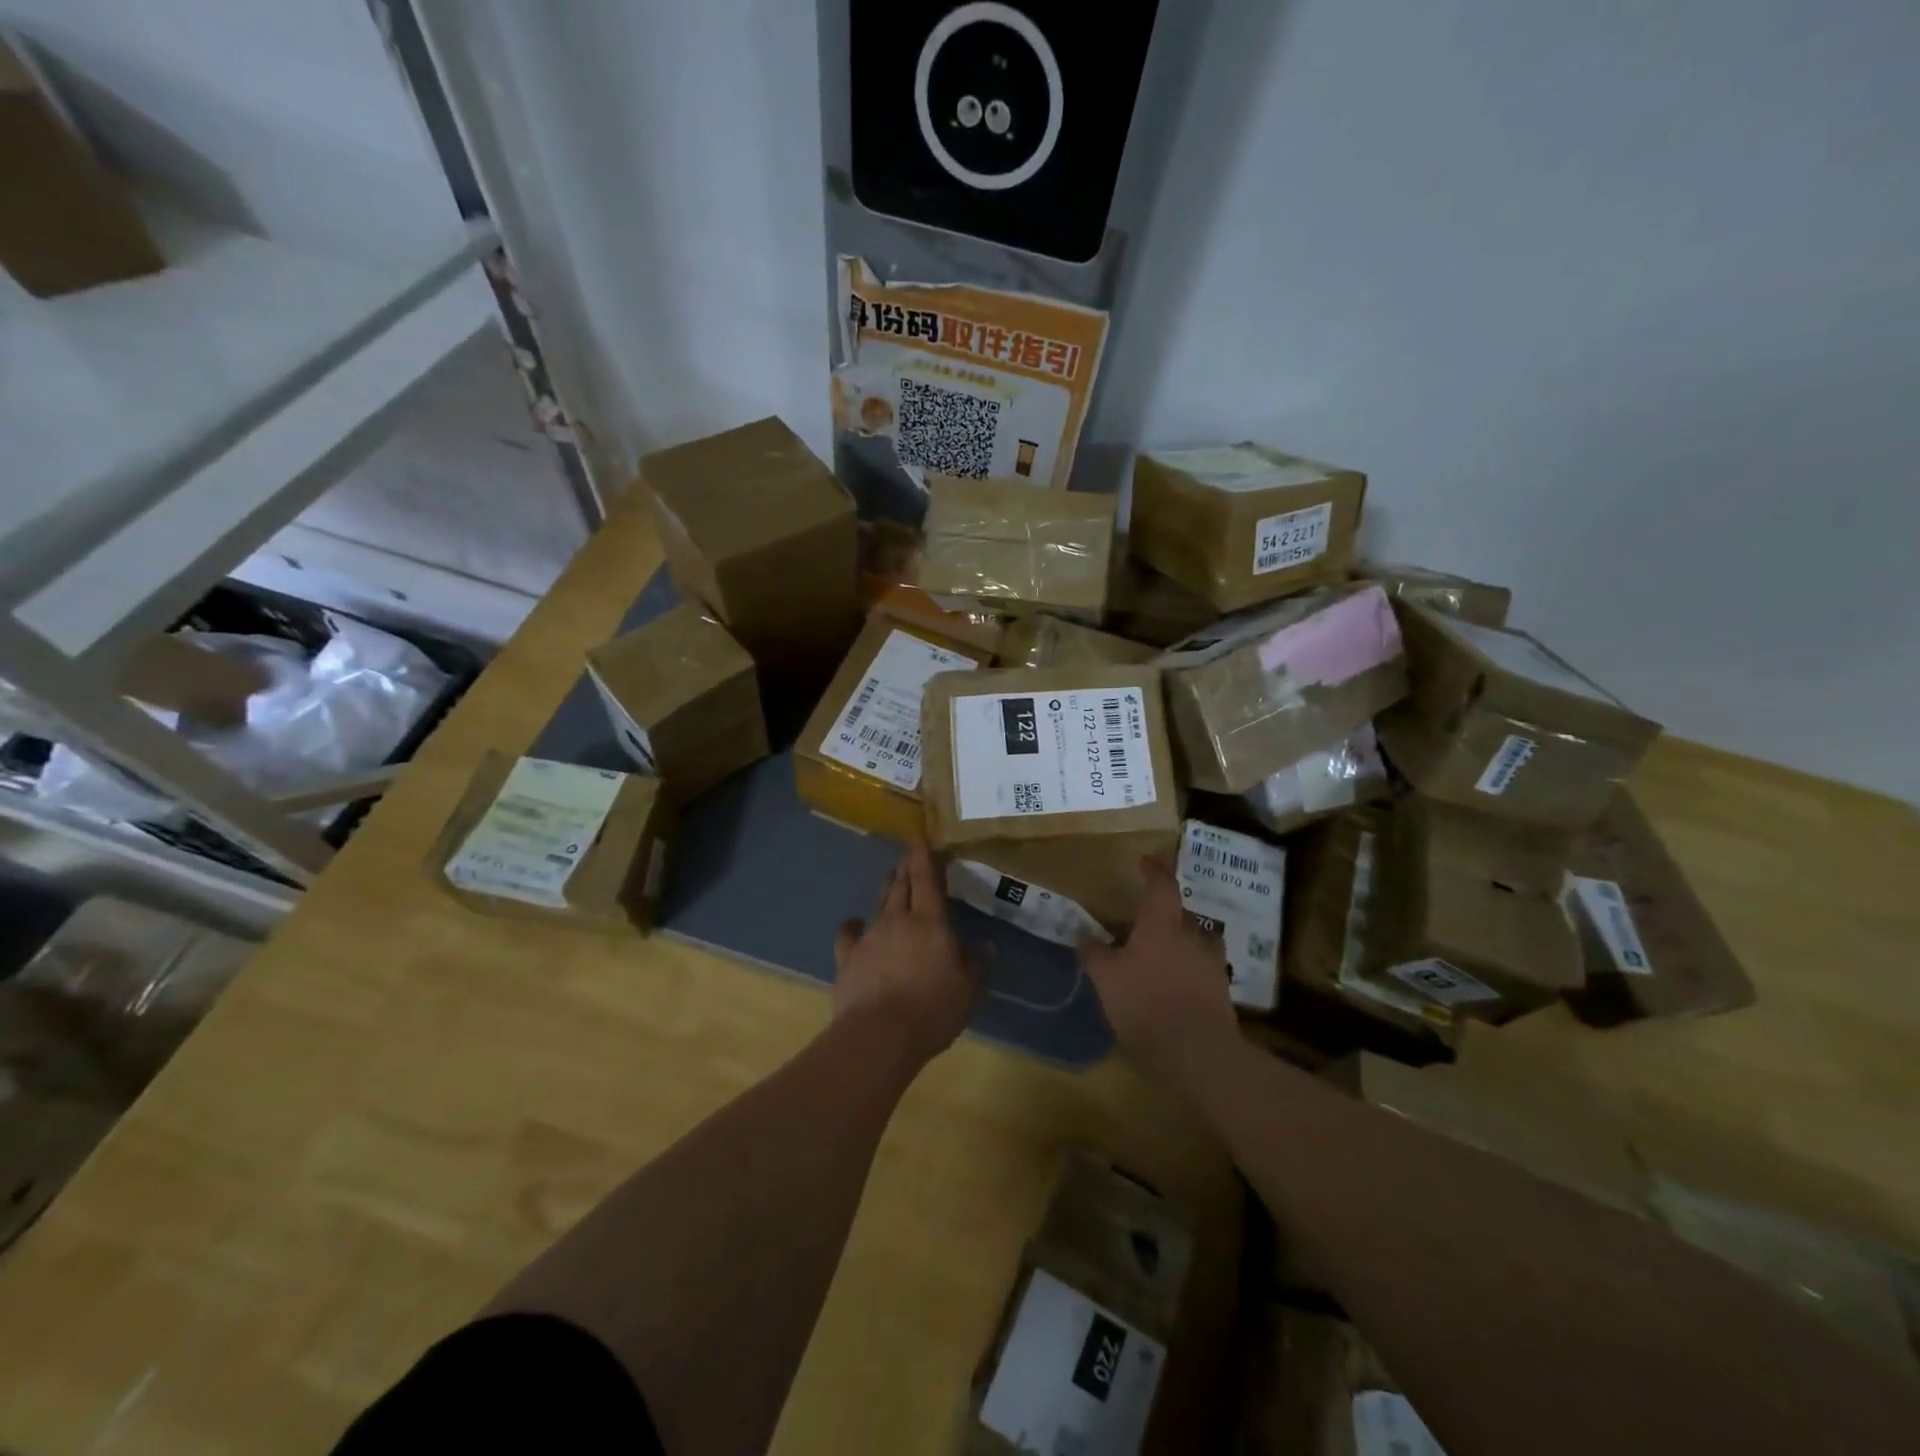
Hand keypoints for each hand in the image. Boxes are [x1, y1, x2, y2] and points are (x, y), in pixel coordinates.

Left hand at [832, 840, 979, 1066]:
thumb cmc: (932, 1009)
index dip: (922, 854)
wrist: (879, 1035)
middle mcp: (898, 919)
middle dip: (905, 866)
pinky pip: (849, 933)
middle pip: (901, 884)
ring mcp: (870, 936)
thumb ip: (978, 964)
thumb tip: (986, 945)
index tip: (918, 834)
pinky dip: (853, 925)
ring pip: (879, 903)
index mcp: (930, 921)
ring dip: (886, 889)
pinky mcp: (847, 957)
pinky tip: (854, 924)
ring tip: (891, 880)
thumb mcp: (969, 990)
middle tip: (907, 854)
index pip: (926, 878)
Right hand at [1081, 856, 1239, 1087]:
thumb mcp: (1106, 979)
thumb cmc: (1145, 1004)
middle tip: (1145, 923)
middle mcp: (1191, 935)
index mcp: (1162, 924)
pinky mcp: (1222, 991)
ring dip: (1182, 942)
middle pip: (1181, 913)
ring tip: (1163, 954)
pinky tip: (1177, 985)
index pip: (1161, 886)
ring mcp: (1211, 963)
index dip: (1154, 870)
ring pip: (1197, 941)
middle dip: (1165, 914)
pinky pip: (1204, 969)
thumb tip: (1082, 935)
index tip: (1146, 861)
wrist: (1197, 1053)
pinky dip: (1191, 969)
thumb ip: (1094, 954)